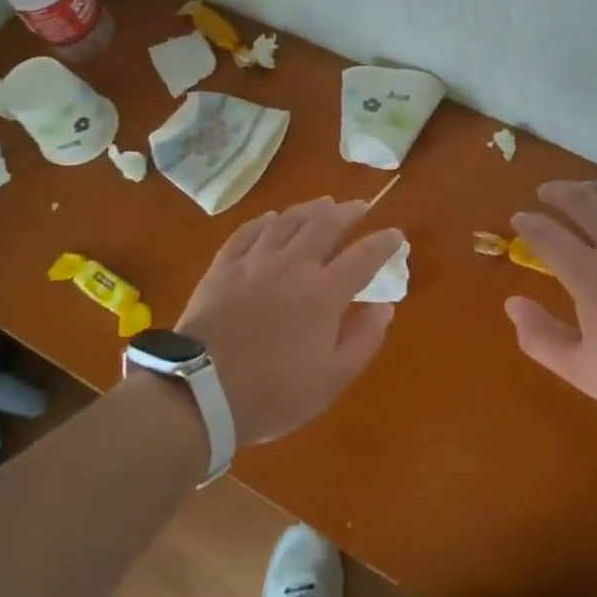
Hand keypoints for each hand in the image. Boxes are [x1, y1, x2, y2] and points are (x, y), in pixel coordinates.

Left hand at [177, 198, 403, 446]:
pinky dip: (264, 221)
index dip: (384, 243)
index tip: (397, 235)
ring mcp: (255, 262)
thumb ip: (363, 340)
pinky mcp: (223, 268)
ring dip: (309, 209)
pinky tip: (271, 218)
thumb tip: (385, 308)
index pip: (363, 257)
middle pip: (325, 225)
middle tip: (359, 206)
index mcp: (324, 293)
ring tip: (323, 203)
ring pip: (287, 222)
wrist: (200, 392)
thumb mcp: (330, 380)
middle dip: (347, 212)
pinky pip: (247, 232)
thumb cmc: (272, 393)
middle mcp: (293, 266)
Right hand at [506, 180, 596, 442]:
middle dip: (557, 193)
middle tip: (545, 193)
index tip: (518, 218)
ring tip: (584, 190)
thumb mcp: (585, 373)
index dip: (528, 224)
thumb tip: (512, 303)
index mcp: (591, 276)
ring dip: (594, 188)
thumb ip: (541, 338)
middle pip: (582, 201)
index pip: (548, 235)